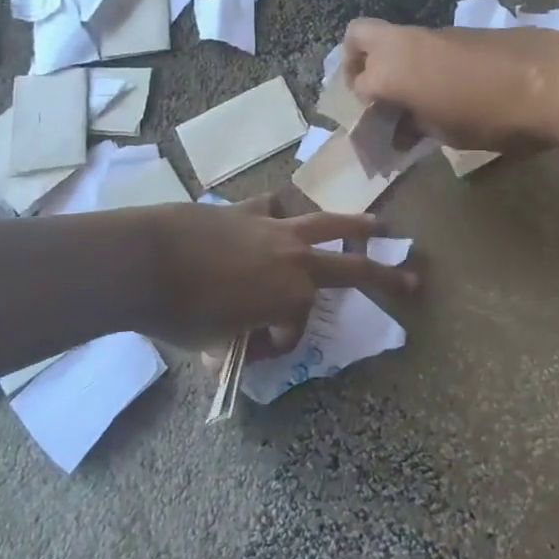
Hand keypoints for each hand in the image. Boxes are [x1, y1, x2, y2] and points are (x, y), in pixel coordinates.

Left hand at [140, 198, 416, 352]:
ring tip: (376, 224)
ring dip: (354, 225)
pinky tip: (279, 214)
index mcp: (290, 295)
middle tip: (413, 279)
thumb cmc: (180, 312)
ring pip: (326, 223)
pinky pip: (275, 207)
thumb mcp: (214, 341)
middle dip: (385, 275)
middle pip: (351, 266)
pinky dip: (280, 214)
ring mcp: (274, 229)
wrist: (145, 260)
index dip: (278, 344)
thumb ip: (239, 338)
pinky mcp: (247, 210)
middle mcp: (294, 258)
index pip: (296, 327)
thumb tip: (241, 334)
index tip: (253, 351)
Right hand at [341, 19, 558, 152]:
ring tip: (417, 96)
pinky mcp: (461, 30)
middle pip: (358, 36)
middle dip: (356, 61)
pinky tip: (448, 87)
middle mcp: (403, 43)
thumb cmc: (490, 116)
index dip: (366, 109)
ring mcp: (433, 33)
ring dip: (395, 61)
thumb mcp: (447, 133)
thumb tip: (406, 128)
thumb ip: (417, 126)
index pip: (358, 85)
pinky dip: (423, 59)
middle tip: (375, 90)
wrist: (548, 79)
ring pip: (395, 37)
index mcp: (391, 71)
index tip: (381, 128)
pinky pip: (426, 42)